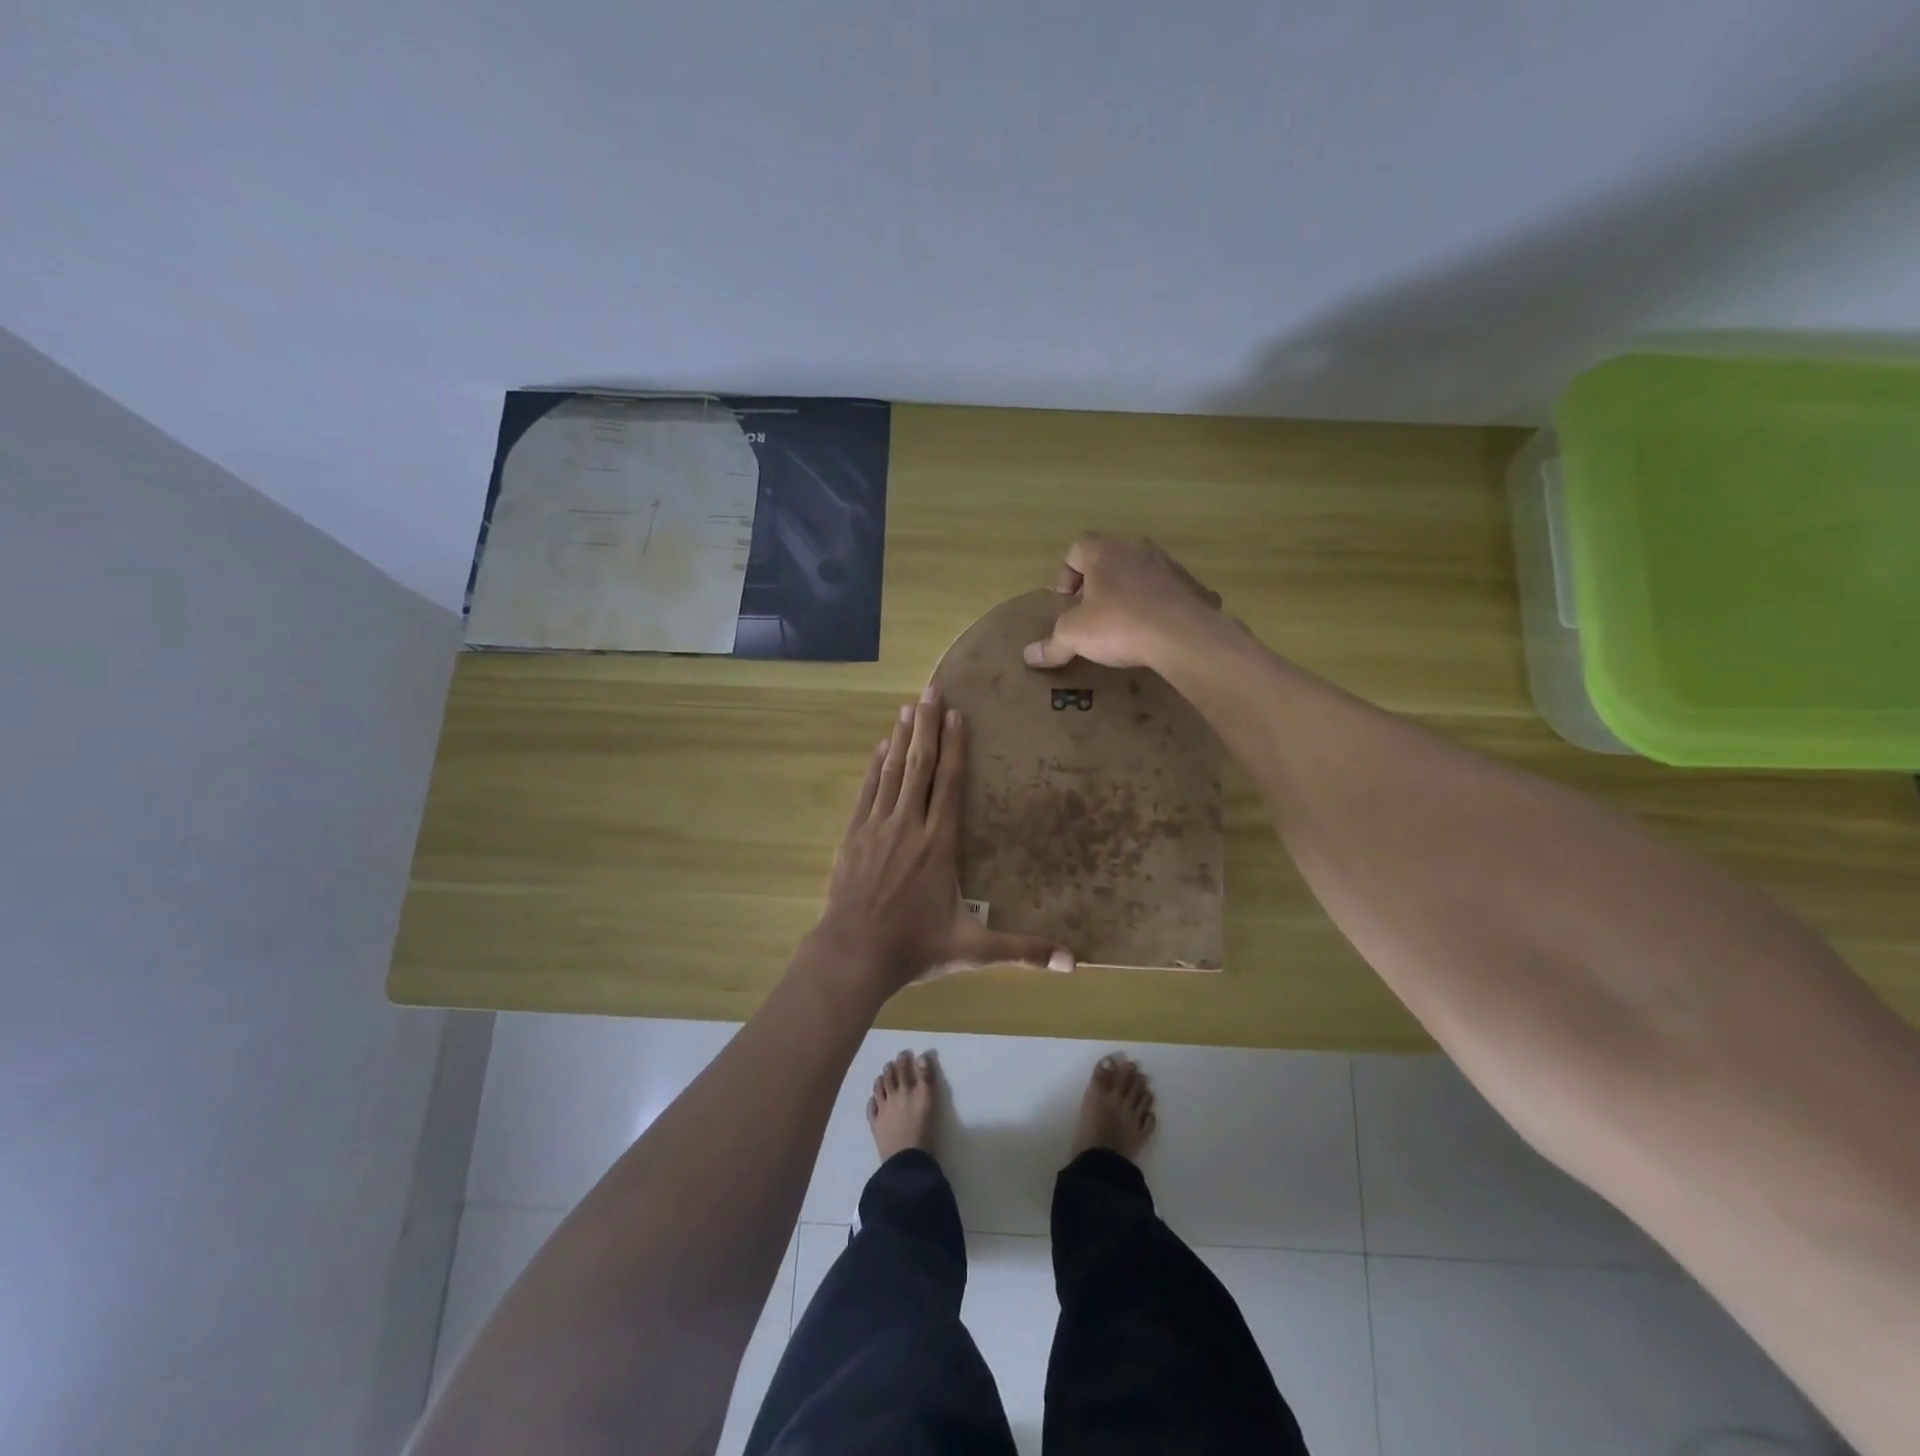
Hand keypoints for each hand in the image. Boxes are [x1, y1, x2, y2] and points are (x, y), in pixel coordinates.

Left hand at [814, 687, 1075, 994]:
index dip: (954, 748)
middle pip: (920, 767)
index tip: (956, 715)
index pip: (949, 785)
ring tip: (907, 708)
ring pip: (891, 773)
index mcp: (938, 845)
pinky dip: (875, 767)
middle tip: (930, 691)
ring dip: (900, 738)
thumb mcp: (972, 950)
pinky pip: (866, 791)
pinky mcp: (853, 836)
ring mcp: (876, 828)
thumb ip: (1020, 950)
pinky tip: (879, 747)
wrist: (852, 955)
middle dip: (926, 727)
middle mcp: (908, 826)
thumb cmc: (914, 948)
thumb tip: (1071, 962)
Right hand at [1022, 534, 1222, 670]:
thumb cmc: (1119, 624)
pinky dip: (1156, 607)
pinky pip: (1167, 592)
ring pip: (1140, 573)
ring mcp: (1169, 566)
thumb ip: (1051, 644)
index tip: (1066, 600)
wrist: (1183, 636)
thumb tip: (1029, 656)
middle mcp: (1138, 549)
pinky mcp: (1192, 587)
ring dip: (1128, 592)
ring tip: (1122, 623)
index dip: (1066, 573)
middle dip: (1098, 583)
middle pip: (1110, 558)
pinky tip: (1152, 632)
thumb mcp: (1075, 636)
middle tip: (1090, 611)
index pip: (1078, 547)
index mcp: (1105, 551)